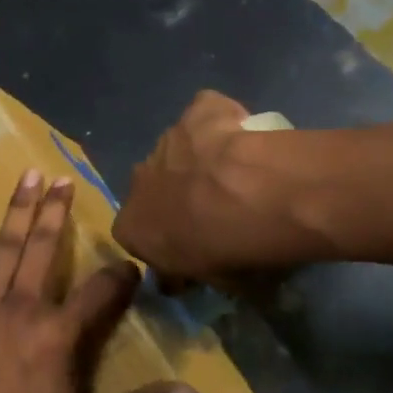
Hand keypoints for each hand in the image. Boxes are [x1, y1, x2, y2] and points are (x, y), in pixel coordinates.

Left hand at [0, 169, 200, 392]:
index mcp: (58, 334)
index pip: (99, 291)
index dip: (119, 275)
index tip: (130, 266)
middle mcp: (22, 309)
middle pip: (44, 250)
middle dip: (56, 212)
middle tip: (63, 179)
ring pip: (6, 249)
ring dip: (19, 211)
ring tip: (28, 177)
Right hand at [114, 91, 300, 286]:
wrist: (259, 196)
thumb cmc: (233, 252)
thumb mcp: (219, 282)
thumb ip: (201, 273)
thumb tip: (197, 273)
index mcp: (133, 227)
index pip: (135, 235)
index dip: (162, 239)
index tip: (189, 246)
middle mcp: (140, 180)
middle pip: (153, 187)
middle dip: (176, 195)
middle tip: (216, 209)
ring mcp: (168, 140)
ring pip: (178, 150)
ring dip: (199, 161)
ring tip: (239, 174)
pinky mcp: (198, 110)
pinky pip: (206, 113)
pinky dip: (221, 121)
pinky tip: (245, 134)